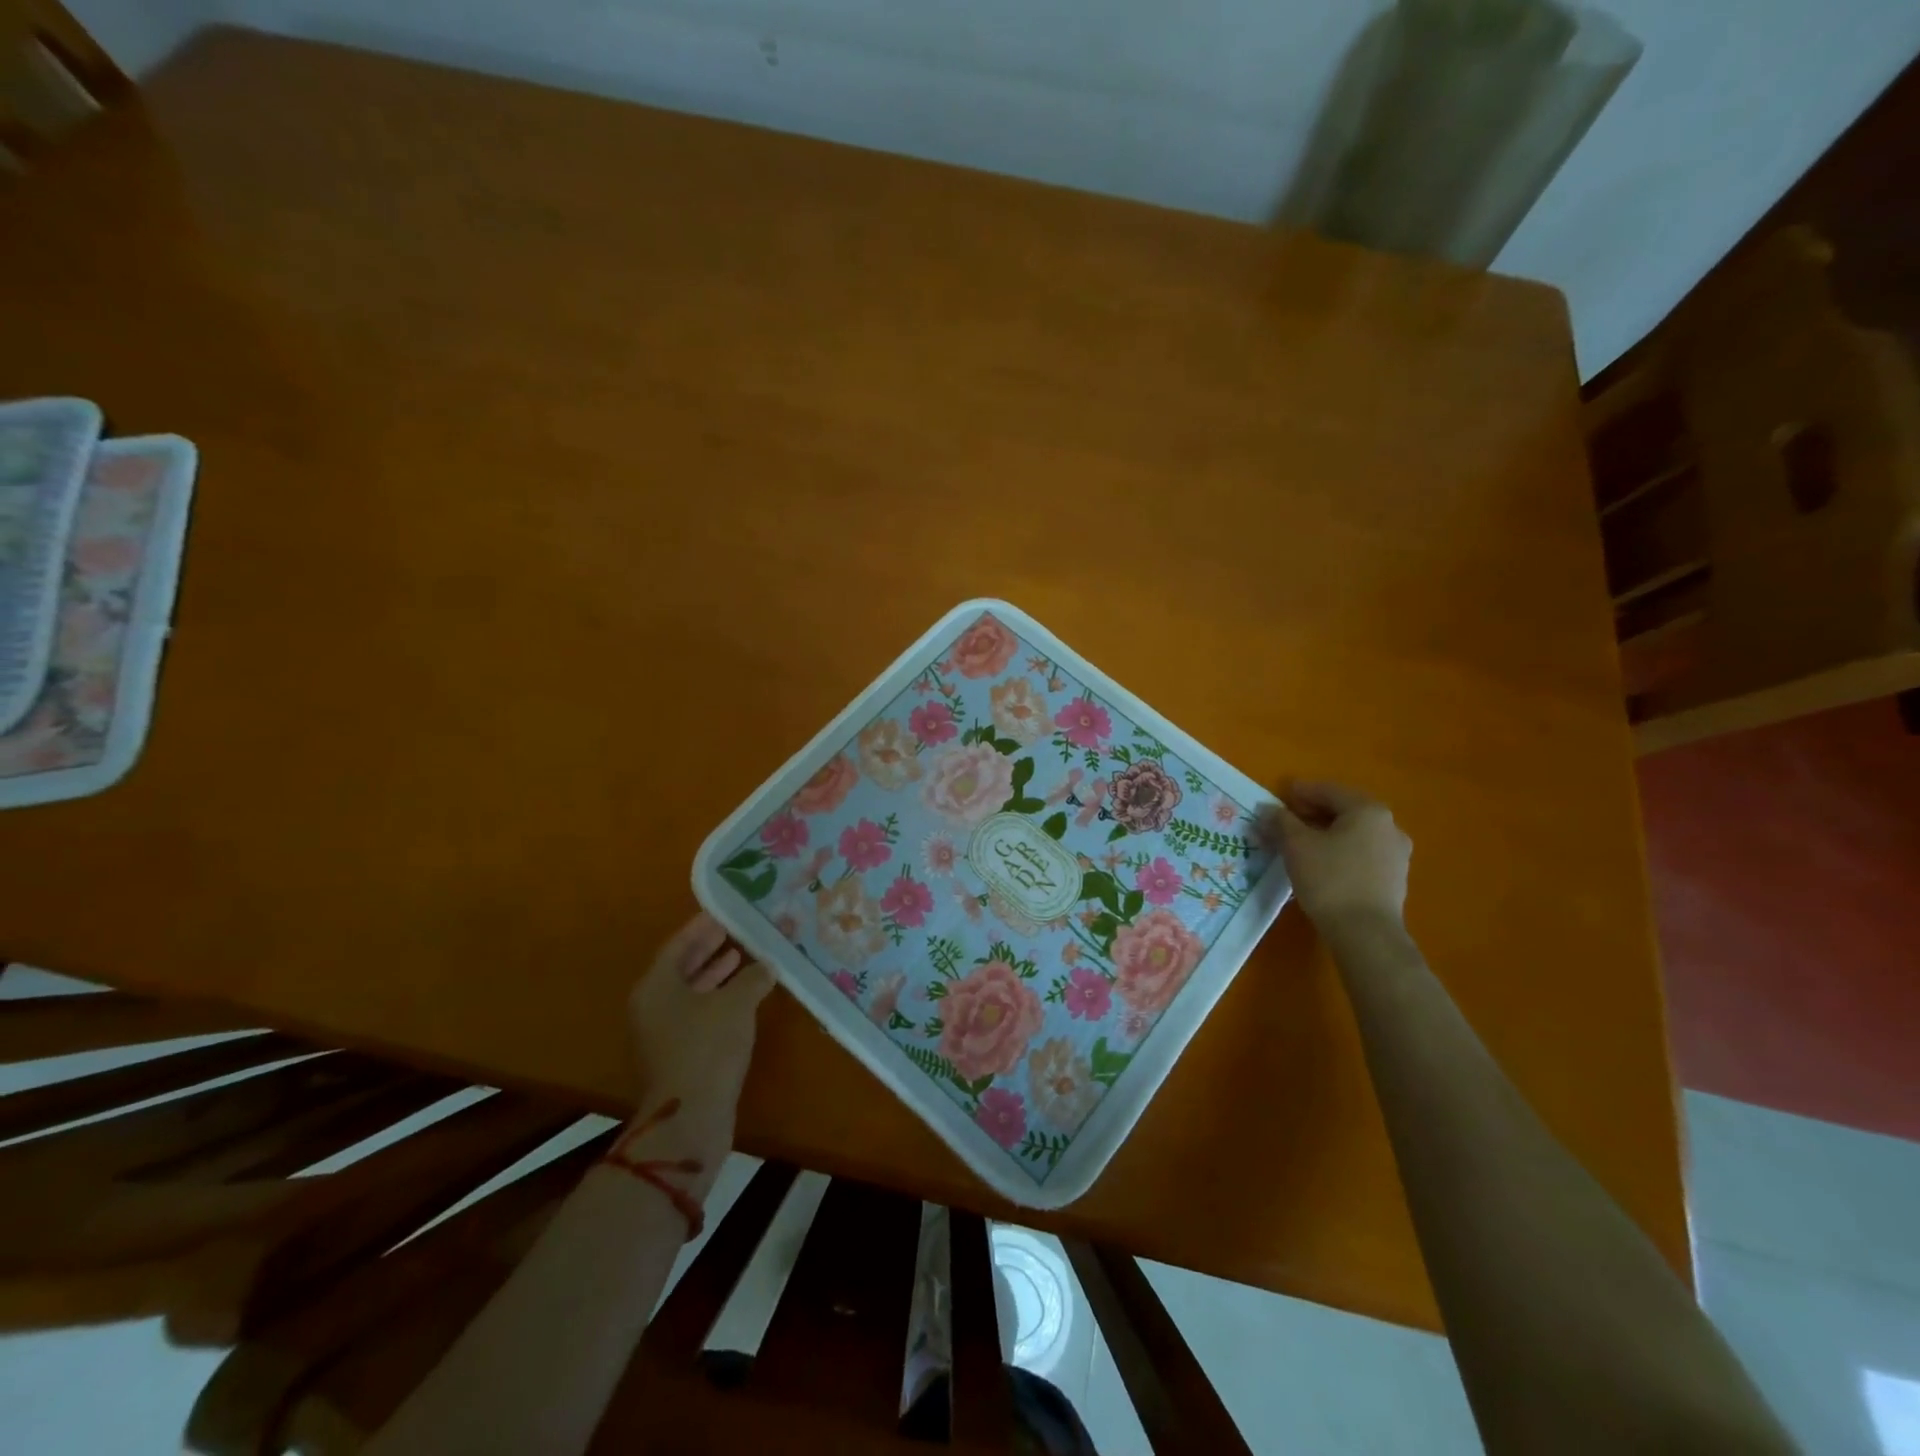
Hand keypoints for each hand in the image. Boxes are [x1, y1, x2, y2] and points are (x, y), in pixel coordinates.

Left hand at [628, 912, 773, 1136]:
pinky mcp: (677, 1056)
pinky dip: (717, 1000)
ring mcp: (661, 1034)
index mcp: (655, 986)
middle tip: (734, 931)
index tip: (723, 912)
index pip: (677, 945)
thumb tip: (766, 965)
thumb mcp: (737, 1003)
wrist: (690, 1117)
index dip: (701, 927)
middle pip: (680, 969)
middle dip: (707, 949)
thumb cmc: (708, 1047)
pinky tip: (744, 997)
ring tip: (743, 958)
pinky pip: (696, 1015)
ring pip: (689, 993)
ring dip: (715, 975)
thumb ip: (752, 977)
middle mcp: (652, 1007)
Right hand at [1270, 780, 1410, 931]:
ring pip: (1355, 833)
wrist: (1365, 933)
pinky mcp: (1394, 878)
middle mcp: (1389, 826)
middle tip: (1288, 819)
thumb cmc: (1329, 879)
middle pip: (1345, 811)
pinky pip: (1363, 853)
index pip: (1330, 791)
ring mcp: (1396, 854)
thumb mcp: (1296, 845)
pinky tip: (1323, 863)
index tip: (1282, 795)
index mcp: (1367, 811)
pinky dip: (1341, 850)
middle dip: (1315, 812)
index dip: (1303, 791)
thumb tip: (1267, 808)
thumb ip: (1280, 821)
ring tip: (1302, 843)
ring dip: (1328, 833)